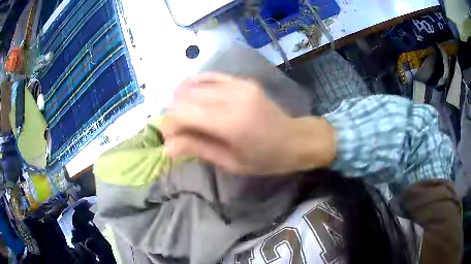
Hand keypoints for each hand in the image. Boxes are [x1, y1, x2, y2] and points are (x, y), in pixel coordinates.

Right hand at [161, 73, 335, 174]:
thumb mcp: (230, 162)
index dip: (169, 125)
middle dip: (174, 114)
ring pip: (194, 85)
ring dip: (182, 101)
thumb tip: (166, 146)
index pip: (182, 113)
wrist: (295, 139)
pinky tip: (193, 96)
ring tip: (186, 117)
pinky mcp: (241, 80)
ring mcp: (238, 84)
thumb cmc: (265, 159)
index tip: (170, 139)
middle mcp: (232, 96)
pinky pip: (209, 76)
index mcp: (230, 122)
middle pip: (184, 96)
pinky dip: (195, 86)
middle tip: (178, 131)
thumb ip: (197, 149)